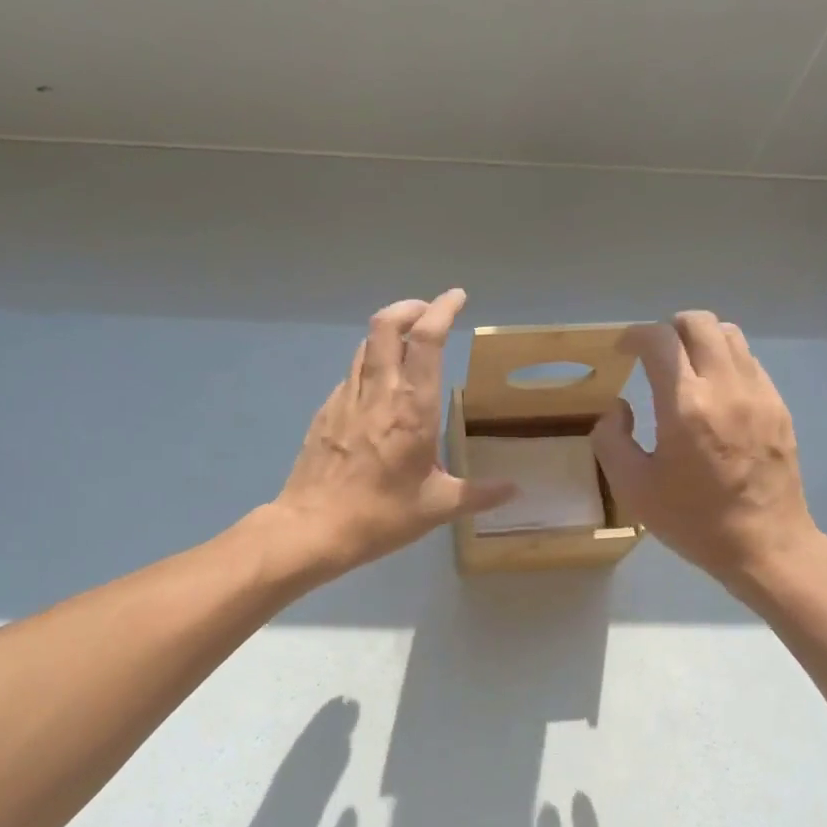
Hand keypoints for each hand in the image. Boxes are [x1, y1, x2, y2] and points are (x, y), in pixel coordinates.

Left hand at [275, 289, 513, 574]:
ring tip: (406, 346)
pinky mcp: (326, 411)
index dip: (442, 309)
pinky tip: (379, 391)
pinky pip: (352, 374)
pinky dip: (370, 365)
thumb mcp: (437, 507)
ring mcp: (346, 398)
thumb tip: (515, 490)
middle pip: (386, 325)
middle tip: (428, 314)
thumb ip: (479, 494)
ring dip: (388, 334)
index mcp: (412, 408)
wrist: (312, 528)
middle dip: (409, 308)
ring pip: (365, 345)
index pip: (426, 340)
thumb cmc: (380, 516)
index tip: (457, 298)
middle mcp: (379, 392)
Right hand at [592, 312, 818, 587]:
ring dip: (699, 339)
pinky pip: (748, 360)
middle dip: (668, 329)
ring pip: (729, 334)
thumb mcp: (633, 488)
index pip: (660, 340)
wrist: (765, 545)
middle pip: (698, 322)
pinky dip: (724, 360)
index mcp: (685, 406)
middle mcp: (725, 387)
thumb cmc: (693, 520)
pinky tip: (712, 393)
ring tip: (683, 368)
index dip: (634, 335)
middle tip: (652, 355)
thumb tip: (618, 409)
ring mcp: (759, 393)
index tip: (622, 350)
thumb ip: (611, 440)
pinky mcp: (778, 405)